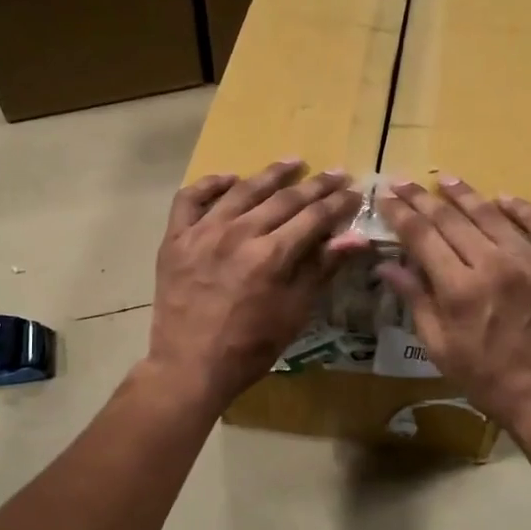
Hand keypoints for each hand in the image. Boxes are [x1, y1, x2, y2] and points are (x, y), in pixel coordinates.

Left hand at [147, 161, 363, 413]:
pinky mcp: (175, 239)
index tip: (354, 191)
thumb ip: (321, 269)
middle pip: (283, 199)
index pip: (313, 217)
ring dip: (270, 175)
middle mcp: (237, 234)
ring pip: (242, 191)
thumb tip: (356, 237)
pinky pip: (190, 199)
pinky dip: (210, 185)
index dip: (337, 203)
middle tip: (335, 173)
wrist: (190, 366)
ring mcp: (202, 233)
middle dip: (315, 186)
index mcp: (271, 255)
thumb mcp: (294, 313)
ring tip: (293, 162)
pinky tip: (229, 180)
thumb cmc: (250, 347)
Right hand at [375, 179, 530, 438]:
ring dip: (465, 194)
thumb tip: (387, 265)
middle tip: (404, 182)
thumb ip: (415, 299)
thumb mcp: (439, 346)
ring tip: (446, 179)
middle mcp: (495, 265)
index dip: (401, 214)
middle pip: (452, 219)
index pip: (423, 237)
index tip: (386, 197)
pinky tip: (502, 199)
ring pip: (492, 215)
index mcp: (460, 289)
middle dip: (423, 199)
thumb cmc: (485, 377)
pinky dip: (519, 209)